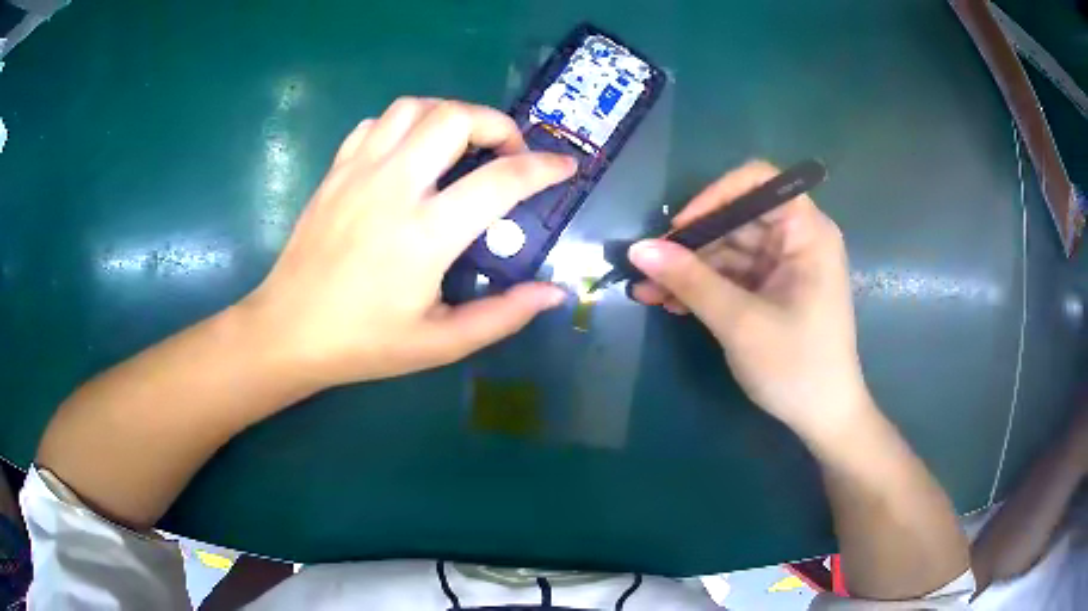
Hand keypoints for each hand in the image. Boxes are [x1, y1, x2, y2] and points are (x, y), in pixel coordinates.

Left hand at [240, 98, 575, 387]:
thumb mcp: (440, 344)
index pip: (500, 180)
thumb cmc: (364, 343)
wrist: (288, 330)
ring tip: (462, 146)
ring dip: (450, 115)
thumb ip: (503, 316)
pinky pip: (376, 123)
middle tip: (507, 154)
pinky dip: (405, 124)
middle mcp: (393, 187)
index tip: (565, 167)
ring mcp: (359, 172)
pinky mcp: (336, 170)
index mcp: (425, 234)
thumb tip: (555, 293)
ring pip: (414, 107)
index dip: (543, 168)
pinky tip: (411, 153)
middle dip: (496, 123)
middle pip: (455, 117)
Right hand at [628, 161, 868, 440]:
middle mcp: (796, 239)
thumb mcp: (740, 322)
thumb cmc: (796, 366)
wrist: (823, 417)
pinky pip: (731, 276)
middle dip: (691, 244)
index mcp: (807, 232)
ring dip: (688, 270)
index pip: (758, 182)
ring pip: (728, 250)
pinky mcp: (771, 290)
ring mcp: (783, 266)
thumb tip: (639, 249)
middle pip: (736, 219)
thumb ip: (690, 281)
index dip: (715, 196)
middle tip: (648, 267)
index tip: (681, 228)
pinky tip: (670, 303)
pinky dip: (703, 288)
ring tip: (647, 292)